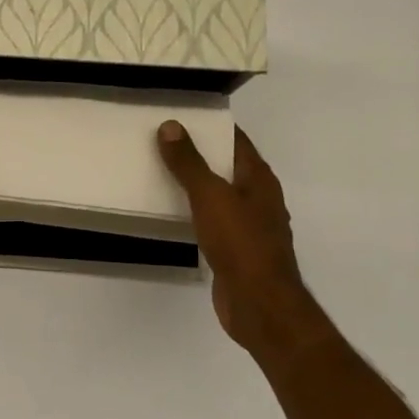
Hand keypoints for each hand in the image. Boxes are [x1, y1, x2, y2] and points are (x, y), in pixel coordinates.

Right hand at [157, 121, 334, 367]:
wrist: (258, 303)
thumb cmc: (240, 243)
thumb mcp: (211, 196)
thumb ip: (189, 163)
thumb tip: (171, 126)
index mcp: (259, 179)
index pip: (236, 141)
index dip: (211, 126)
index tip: (180, 115)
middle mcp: (259, 199)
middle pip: (226, 167)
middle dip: (198, 154)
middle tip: (160, 141)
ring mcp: (248, 226)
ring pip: (218, 196)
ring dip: (194, 185)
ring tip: (158, 172)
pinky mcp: (235, 251)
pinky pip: (211, 221)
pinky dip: (193, 213)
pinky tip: (171, 213)